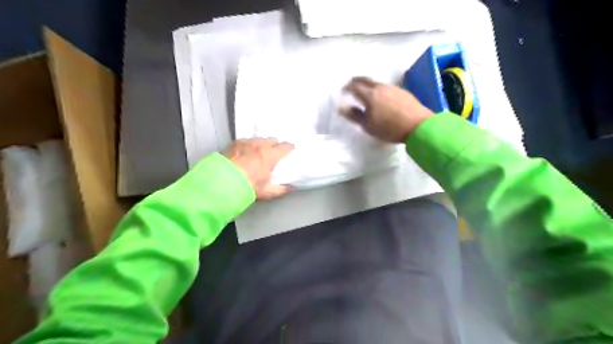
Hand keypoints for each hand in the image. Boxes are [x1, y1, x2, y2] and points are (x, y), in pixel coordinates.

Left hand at [223, 138, 293, 199]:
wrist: (222, 182)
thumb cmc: (248, 186)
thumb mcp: (267, 192)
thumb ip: (281, 189)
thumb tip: (291, 188)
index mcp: (271, 155)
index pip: (286, 146)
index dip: (289, 148)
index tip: (290, 151)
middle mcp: (260, 145)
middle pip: (272, 139)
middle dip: (275, 145)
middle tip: (274, 154)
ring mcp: (247, 142)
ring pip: (259, 139)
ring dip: (262, 144)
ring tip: (259, 152)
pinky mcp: (235, 143)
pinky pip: (247, 141)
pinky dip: (249, 145)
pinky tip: (246, 153)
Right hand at [340, 77, 434, 142]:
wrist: (418, 126)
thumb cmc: (389, 128)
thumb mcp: (368, 125)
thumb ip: (354, 115)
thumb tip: (341, 107)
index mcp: (370, 95)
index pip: (354, 87)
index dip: (347, 88)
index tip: (343, 91)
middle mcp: (380, 87)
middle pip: (365, 79)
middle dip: (356, 81)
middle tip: (351, 85)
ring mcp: (393, 88)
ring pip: (376, 82)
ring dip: (368, 85)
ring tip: (366, 92)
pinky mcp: (402, 91)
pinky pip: (386, 87)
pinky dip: (378, 89)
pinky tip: (381, 97)